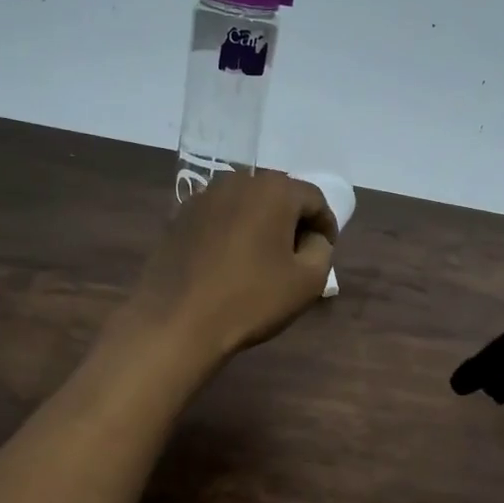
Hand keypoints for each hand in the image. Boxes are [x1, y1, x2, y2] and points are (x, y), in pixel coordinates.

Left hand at [120, 171, 337, 365]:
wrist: (177, 321)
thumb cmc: (251, 300)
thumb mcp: (308, 281)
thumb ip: (322, 249)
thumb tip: (313, 238)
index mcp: (274, 190)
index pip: (314, 199)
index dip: (326, 225)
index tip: (326, 250)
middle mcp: (238, 181)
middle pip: (278, 195)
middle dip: (292, 221)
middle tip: (297, 254)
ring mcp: (204, 197)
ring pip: (247, 204)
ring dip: (261, 225)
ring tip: (263, 258)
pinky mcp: (179, 217)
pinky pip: (219, 217)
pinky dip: (232, 232)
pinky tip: (230, 261)